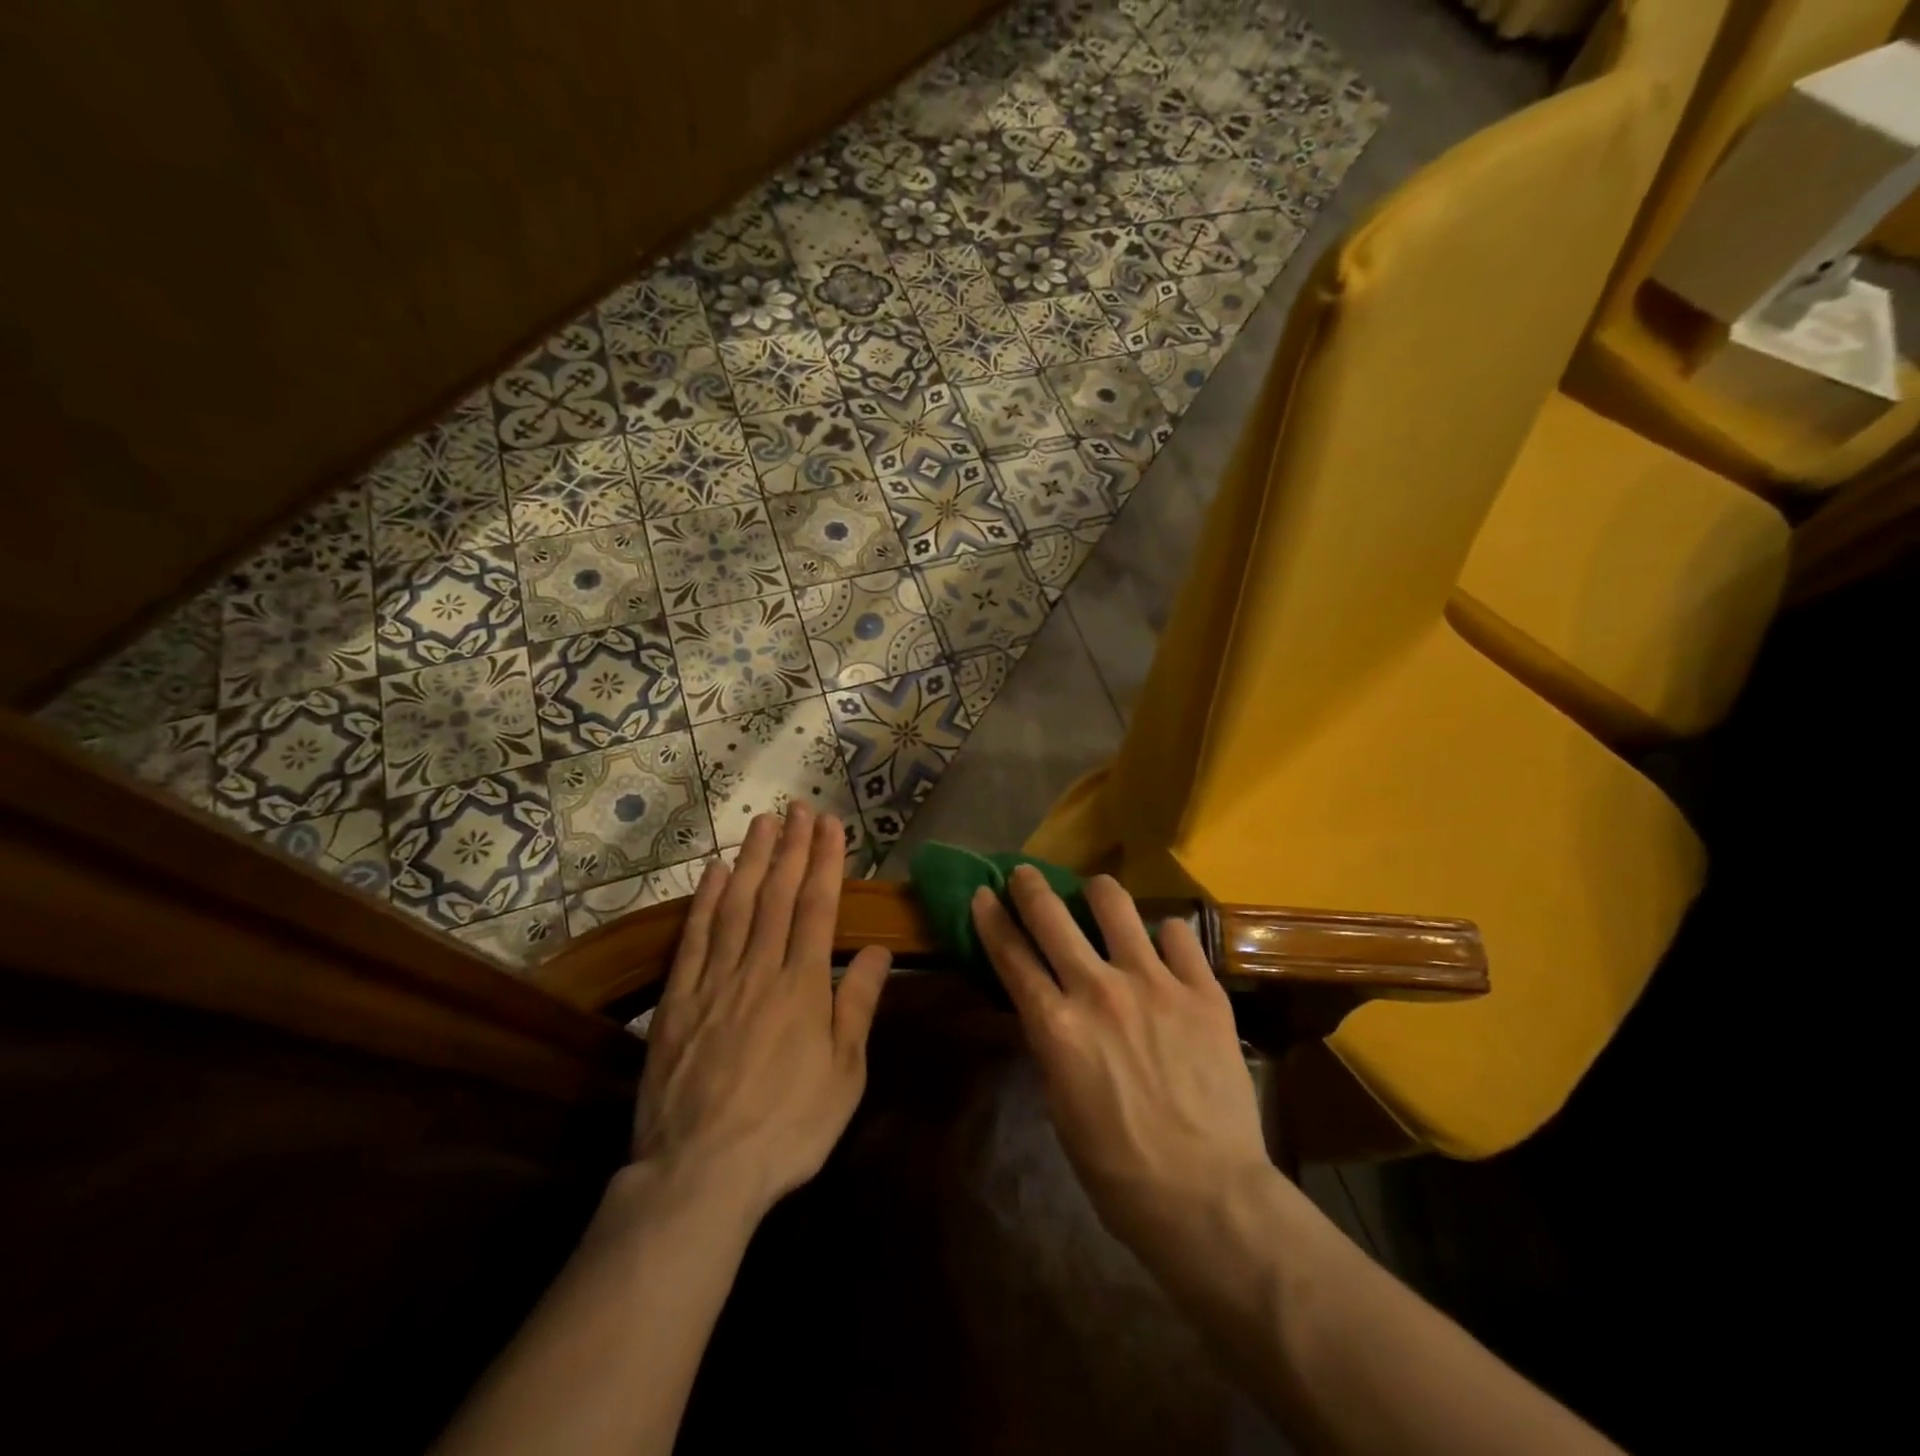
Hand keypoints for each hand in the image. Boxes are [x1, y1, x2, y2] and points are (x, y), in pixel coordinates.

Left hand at [630, 805, 890, 1220]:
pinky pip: (694, 938)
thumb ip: (857, 1006)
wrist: (700, 1173)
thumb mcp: (844, 1075)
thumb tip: (877, 950)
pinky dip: (705, 901)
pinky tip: (714, 873)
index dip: (825, 862)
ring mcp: (714, 981)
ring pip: (736, 906)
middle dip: (792, 848)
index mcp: (802, 987)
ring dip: (752, 860)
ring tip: (763, 823)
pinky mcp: (678, 1000)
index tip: (830, 825)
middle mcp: (759, 970)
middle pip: (777, 896)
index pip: (816, 908)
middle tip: (799, 808)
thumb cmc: (787, 1128)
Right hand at [971, 866, 1270, 1253]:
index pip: (1011, 954)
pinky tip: (1163, 949)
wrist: (1208, 1197)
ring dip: (1097, 894)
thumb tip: (1049, 1006)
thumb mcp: (1060, 1106)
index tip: (982, 894)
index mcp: (1057, 1026)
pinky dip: (1164, 935)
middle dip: (1030, 886)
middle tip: (1026, 875)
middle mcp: (1099, 991)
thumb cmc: (1118, 1168)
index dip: (991, 918)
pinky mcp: (1202, 991)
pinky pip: (1178, 933)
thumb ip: (1052, 1043)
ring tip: (1098, 898)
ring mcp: (1154, 984)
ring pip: (1114, 904)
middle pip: (1052, 915)